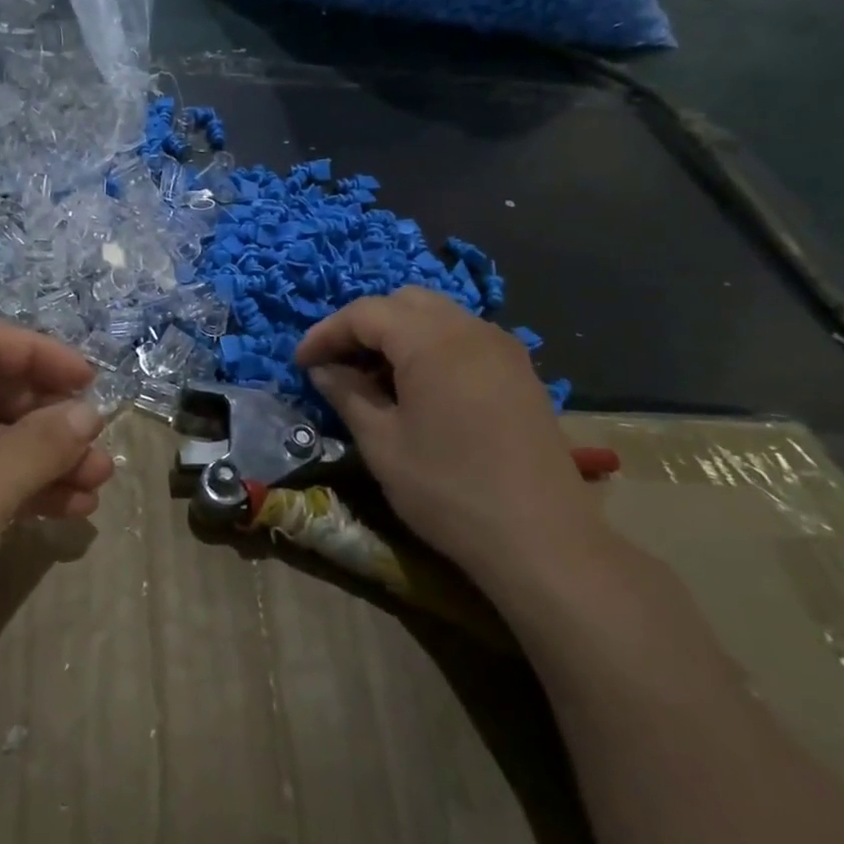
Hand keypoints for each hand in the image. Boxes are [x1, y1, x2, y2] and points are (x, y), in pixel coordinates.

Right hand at [294, 288, 601, 582]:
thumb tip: (322, 369)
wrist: (542, 541)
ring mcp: (502, 347)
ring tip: (375, 377)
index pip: (364, 313)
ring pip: (436, 315)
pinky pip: (463, 337)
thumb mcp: (382, 443)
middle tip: (338, 364)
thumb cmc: (448, 490)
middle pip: (403, 302)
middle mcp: (470, 329)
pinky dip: (430, 346)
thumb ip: (347, 394)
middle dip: (363, 326)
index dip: (326, 333)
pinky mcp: (520, 371)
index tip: (301, 363)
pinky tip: (418, 387)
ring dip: (398, 334)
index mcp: (431, 341)